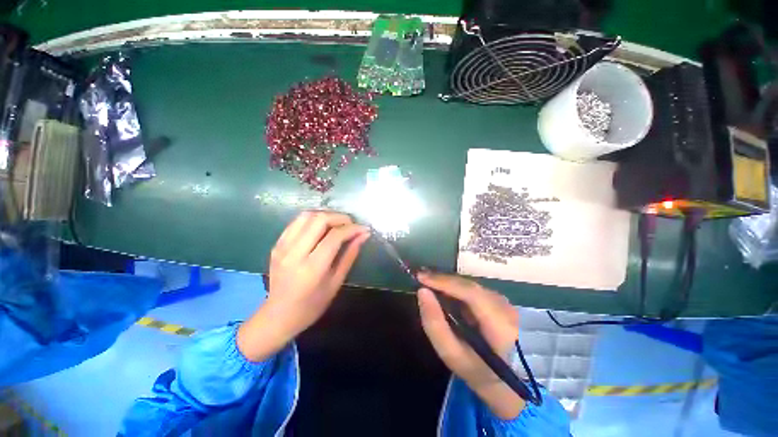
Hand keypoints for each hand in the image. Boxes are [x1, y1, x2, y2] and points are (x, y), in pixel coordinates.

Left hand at [238, 211, 369, 361]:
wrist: (279, 315)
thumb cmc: (312, 304)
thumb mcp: (336, 282)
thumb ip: (350, 255)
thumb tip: (363, 235)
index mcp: (312, 268)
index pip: (335, 236)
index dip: (352, 228)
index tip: (363, 229)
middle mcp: (295, 253)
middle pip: (319, 220)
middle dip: (340, 217)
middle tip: (351, 224)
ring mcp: (282, 247)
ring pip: (306, 216)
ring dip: (326, 215)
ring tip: (337, 223)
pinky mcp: (277, 244)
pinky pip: (296, 222)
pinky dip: (313, 219)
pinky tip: (321, 227)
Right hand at [417, 272, 523, 419]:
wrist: (503, 375)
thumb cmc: (475, 368)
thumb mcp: (451, 354)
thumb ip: (434, 324)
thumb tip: (422, 291)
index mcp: (500, 325)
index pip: (471, 294)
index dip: (445, 282)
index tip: (421, 277)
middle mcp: (505, 307)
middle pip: (468, 285)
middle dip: (442, 280)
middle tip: (420, 277)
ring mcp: (503, 300)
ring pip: (469, 284)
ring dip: (447, 282)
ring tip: (427, 281)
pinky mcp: (497, 298)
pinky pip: (471, 287)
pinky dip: (454, 286)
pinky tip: (441, 288)